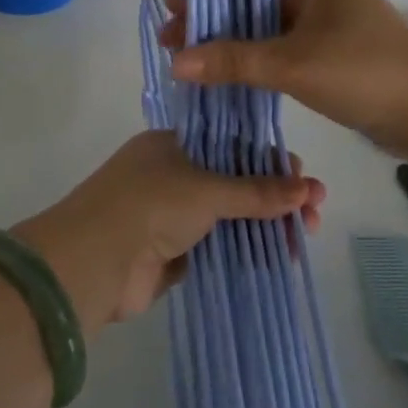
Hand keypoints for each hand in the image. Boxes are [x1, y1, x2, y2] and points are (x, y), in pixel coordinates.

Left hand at [15, 130, 323, 332]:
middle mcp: (174, 174)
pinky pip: (220, 246)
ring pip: (231, 215)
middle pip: (236, 180)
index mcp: (174, 143)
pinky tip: (279, 257)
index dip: (271, 160)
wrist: (92, 264)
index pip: (233, 143)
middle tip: (315, 214)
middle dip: (276, 195)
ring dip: (267, 224)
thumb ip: (255, 191)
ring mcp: (173, 215)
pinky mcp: (175, 254)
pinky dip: (247, 250)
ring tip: (304, 238)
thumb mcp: (206, 189)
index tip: (304, 179)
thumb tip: (306, 189)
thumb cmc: (148, 205)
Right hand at [163, 0, 407, 158]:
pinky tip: (230, 75)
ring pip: (272, 29)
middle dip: (216, 21)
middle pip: (258, 2)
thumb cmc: (364, 74)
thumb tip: (176, 61)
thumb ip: (234, 60)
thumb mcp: (294, 64)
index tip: (171, 9)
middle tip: (173, 41)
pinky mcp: (338, 56)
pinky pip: (288, 50)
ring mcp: (333, 26)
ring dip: (235, 43)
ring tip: (191, 59)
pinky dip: (259, 60)